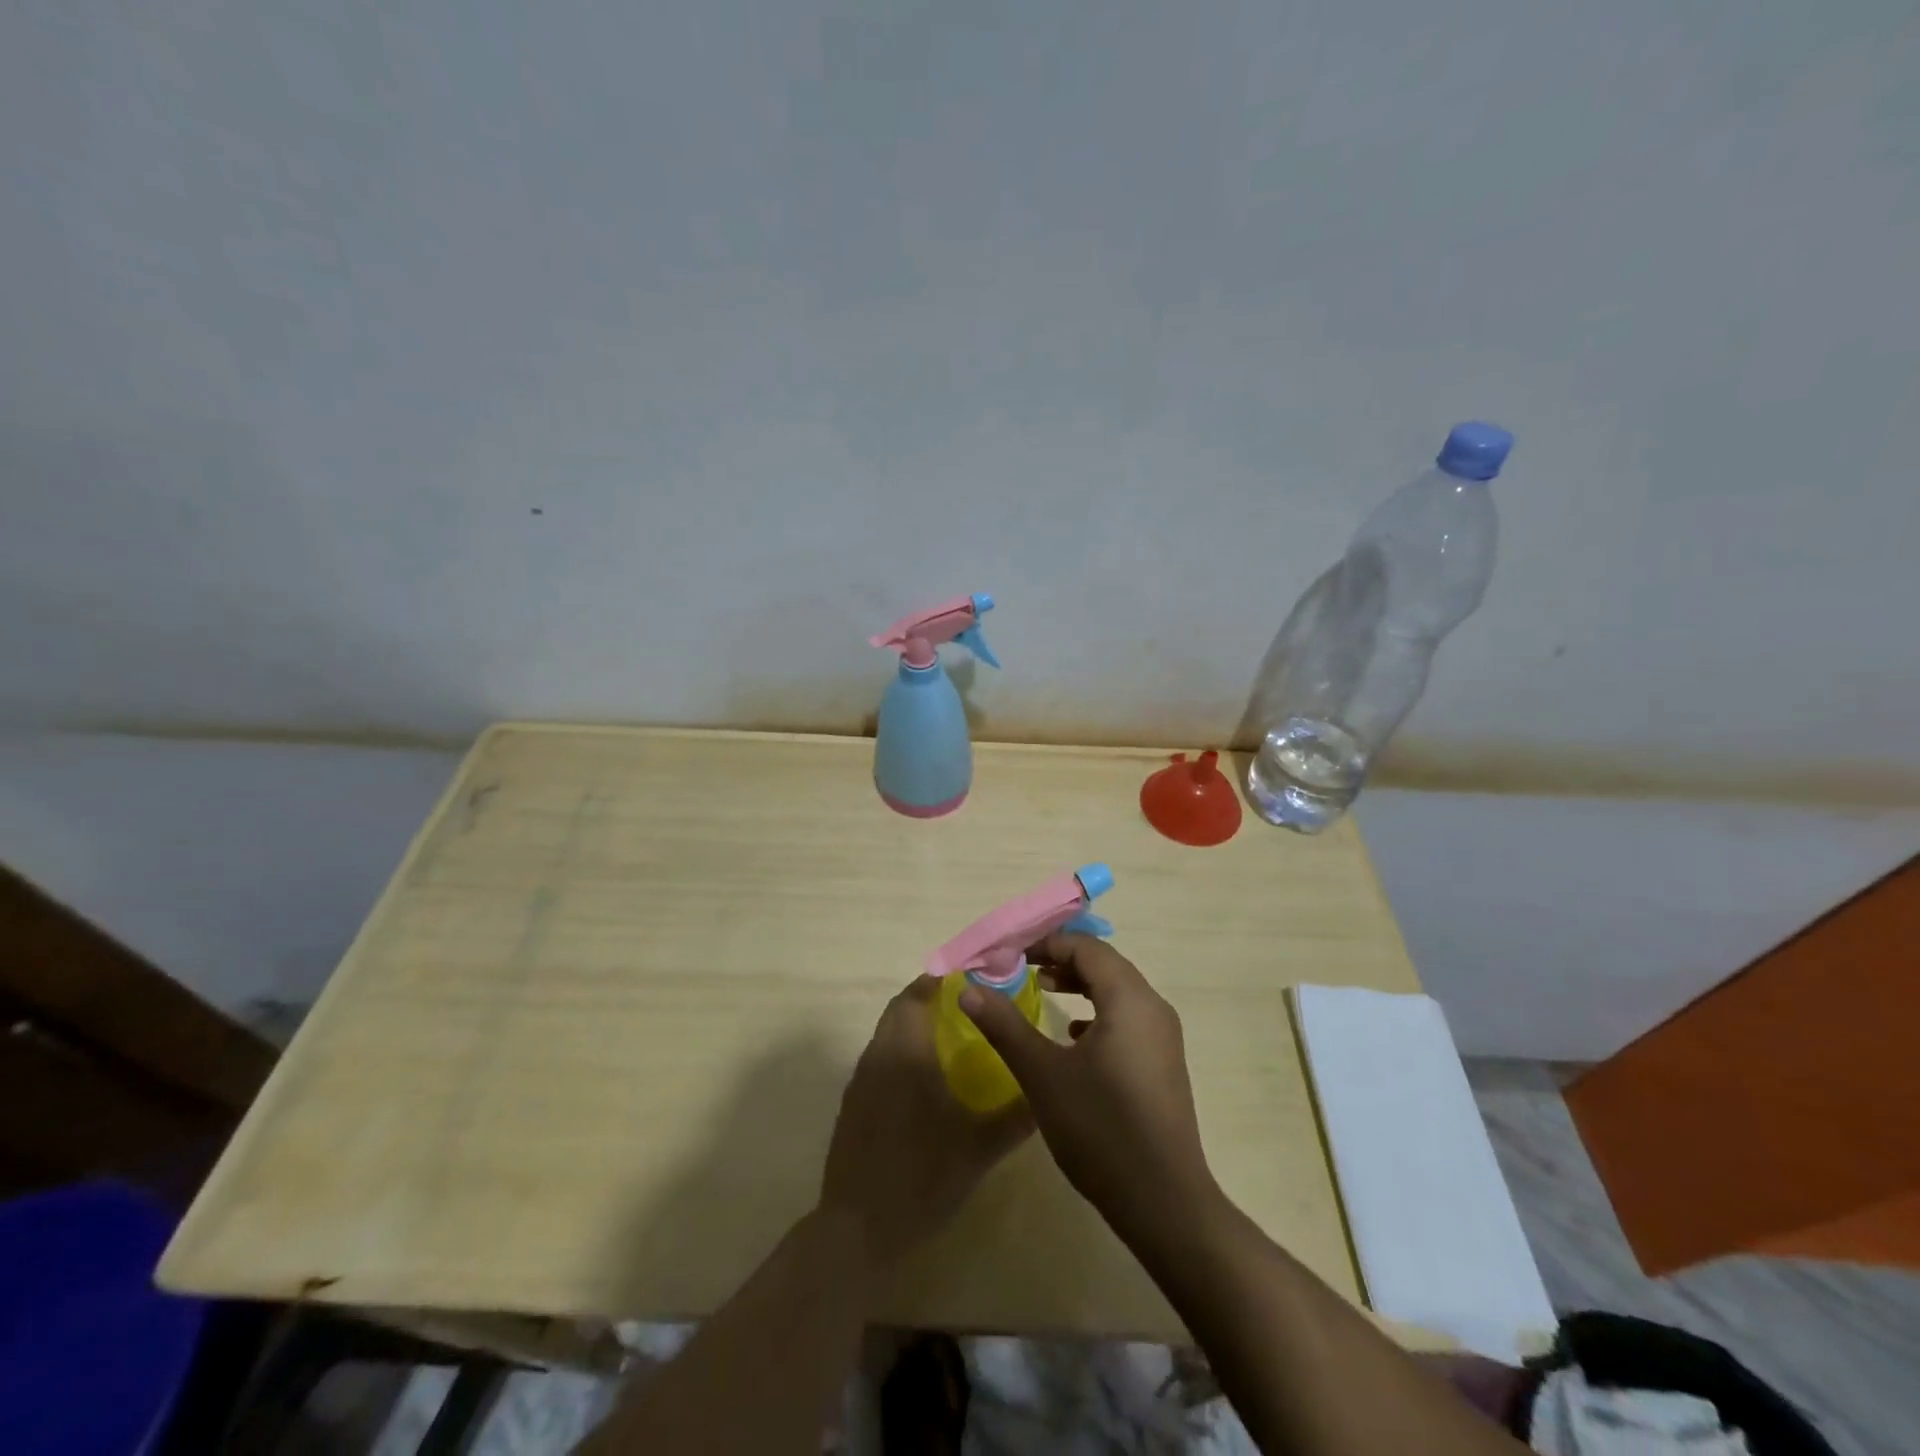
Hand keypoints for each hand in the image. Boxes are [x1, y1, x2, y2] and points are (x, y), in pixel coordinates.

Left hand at [820, 975, 1032, 1269]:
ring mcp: (860, 1079)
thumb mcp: (979, 1149)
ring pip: (886, 1033)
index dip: (940, 979)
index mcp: (908, 1052)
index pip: (917, 995)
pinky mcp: (852, 1102)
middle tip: (965, 1004)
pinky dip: (899, 1050)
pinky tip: (922, 1078)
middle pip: (900, 1008)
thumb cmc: (922, 1178)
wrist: (858, 1229)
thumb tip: (1045, 1093)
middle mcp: (879, 1054)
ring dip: (912, 1024)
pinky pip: (878, 1057)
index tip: (970, 978)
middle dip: (928, 997)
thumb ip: (1015, 1117)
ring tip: (950, 1036)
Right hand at [960, 935, 1215, 1244]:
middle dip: (1061, 959)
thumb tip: (969, 989)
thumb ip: (1005, 1026)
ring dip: (1081, 984)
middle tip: (1021, 968)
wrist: (1164, 1202)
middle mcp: (1153, 1007)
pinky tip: (1073, 1036)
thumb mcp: (1043, 1074)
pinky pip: (1127, 1017)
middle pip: (1104, 964)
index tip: (1009, 955)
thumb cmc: (1100, 1129)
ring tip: (1044, 990)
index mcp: (1129, 998)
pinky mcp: (1163, 1063)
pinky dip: (1098, 1012)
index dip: (1046, 943)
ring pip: (1118, 990)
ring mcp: (1163, 1037)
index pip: (1086, 948)